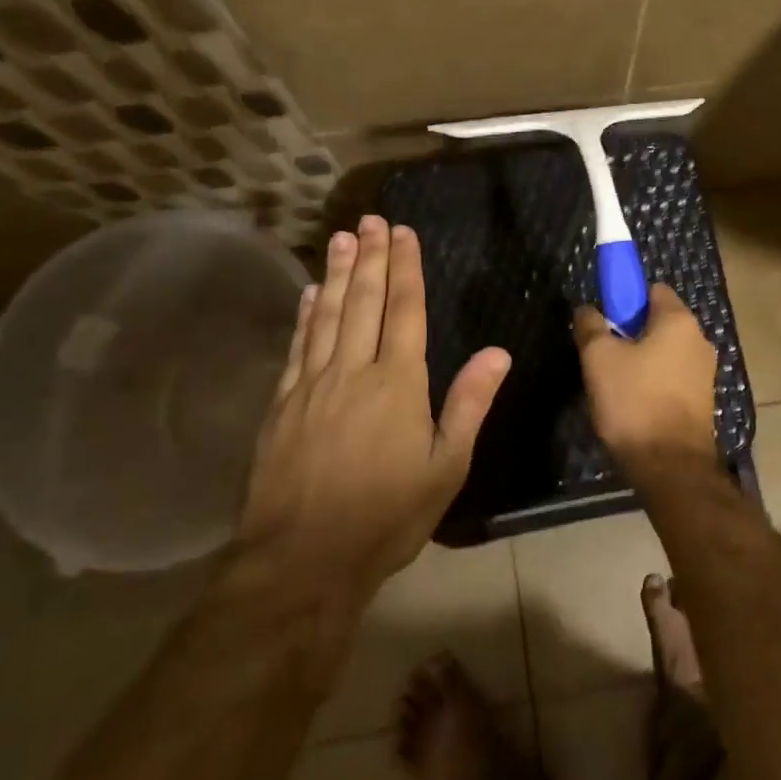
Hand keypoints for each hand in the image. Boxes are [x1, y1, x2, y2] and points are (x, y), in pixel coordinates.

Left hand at [240, 215, 510, 602]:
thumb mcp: (445, 467)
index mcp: (398, 383)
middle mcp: (354, 371)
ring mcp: (312, 385)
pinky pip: (298, 347)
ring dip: (338, 273)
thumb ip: (469, 404)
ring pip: (329, 315)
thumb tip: (498, 352)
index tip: (403, 232)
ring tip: (342, 238)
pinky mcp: (283, 404)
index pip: (405, 310)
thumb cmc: (386, 516)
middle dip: (371, 257)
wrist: (302, 560)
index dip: (406, 268)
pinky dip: (306, 315)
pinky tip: (311, 294)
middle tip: (370, 219)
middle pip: (365, 302)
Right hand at [572, 284, 718, 478]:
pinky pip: (671, 378)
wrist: (670, 467)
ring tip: (613, 385)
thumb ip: (590, 325)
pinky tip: (632, 405)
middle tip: (602, 355)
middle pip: (658, 322)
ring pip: (664, 352)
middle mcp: (699, 340)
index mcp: (678, 321)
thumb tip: (587, 310)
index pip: (652, 289)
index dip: (624, 300)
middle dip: (629, 333)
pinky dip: (652, 384)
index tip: (604, 321)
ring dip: (640, 361)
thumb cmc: (634, 401)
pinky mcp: (702, 401)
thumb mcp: (598, 357)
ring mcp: (704, 372)